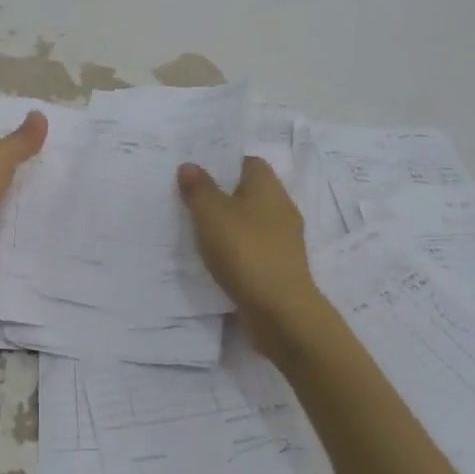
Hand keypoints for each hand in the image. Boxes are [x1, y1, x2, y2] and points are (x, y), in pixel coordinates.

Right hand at [177, 156, 323, 357]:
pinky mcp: (280, 267)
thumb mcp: (212, 215)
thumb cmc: (245, 252)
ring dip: (230, 225)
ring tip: (196, 231)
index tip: (198, 172)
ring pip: (252, 222)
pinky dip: (237, 251)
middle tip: (190, 200)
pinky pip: (254, 249)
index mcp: (268, 188)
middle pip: (250, 192)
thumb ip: (199, 189)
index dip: (225, 164)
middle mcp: (281, 208)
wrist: (280, 310)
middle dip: (224, 195)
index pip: (249, 162)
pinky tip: (216, 260)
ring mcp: (284, 240)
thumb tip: (190, 165)